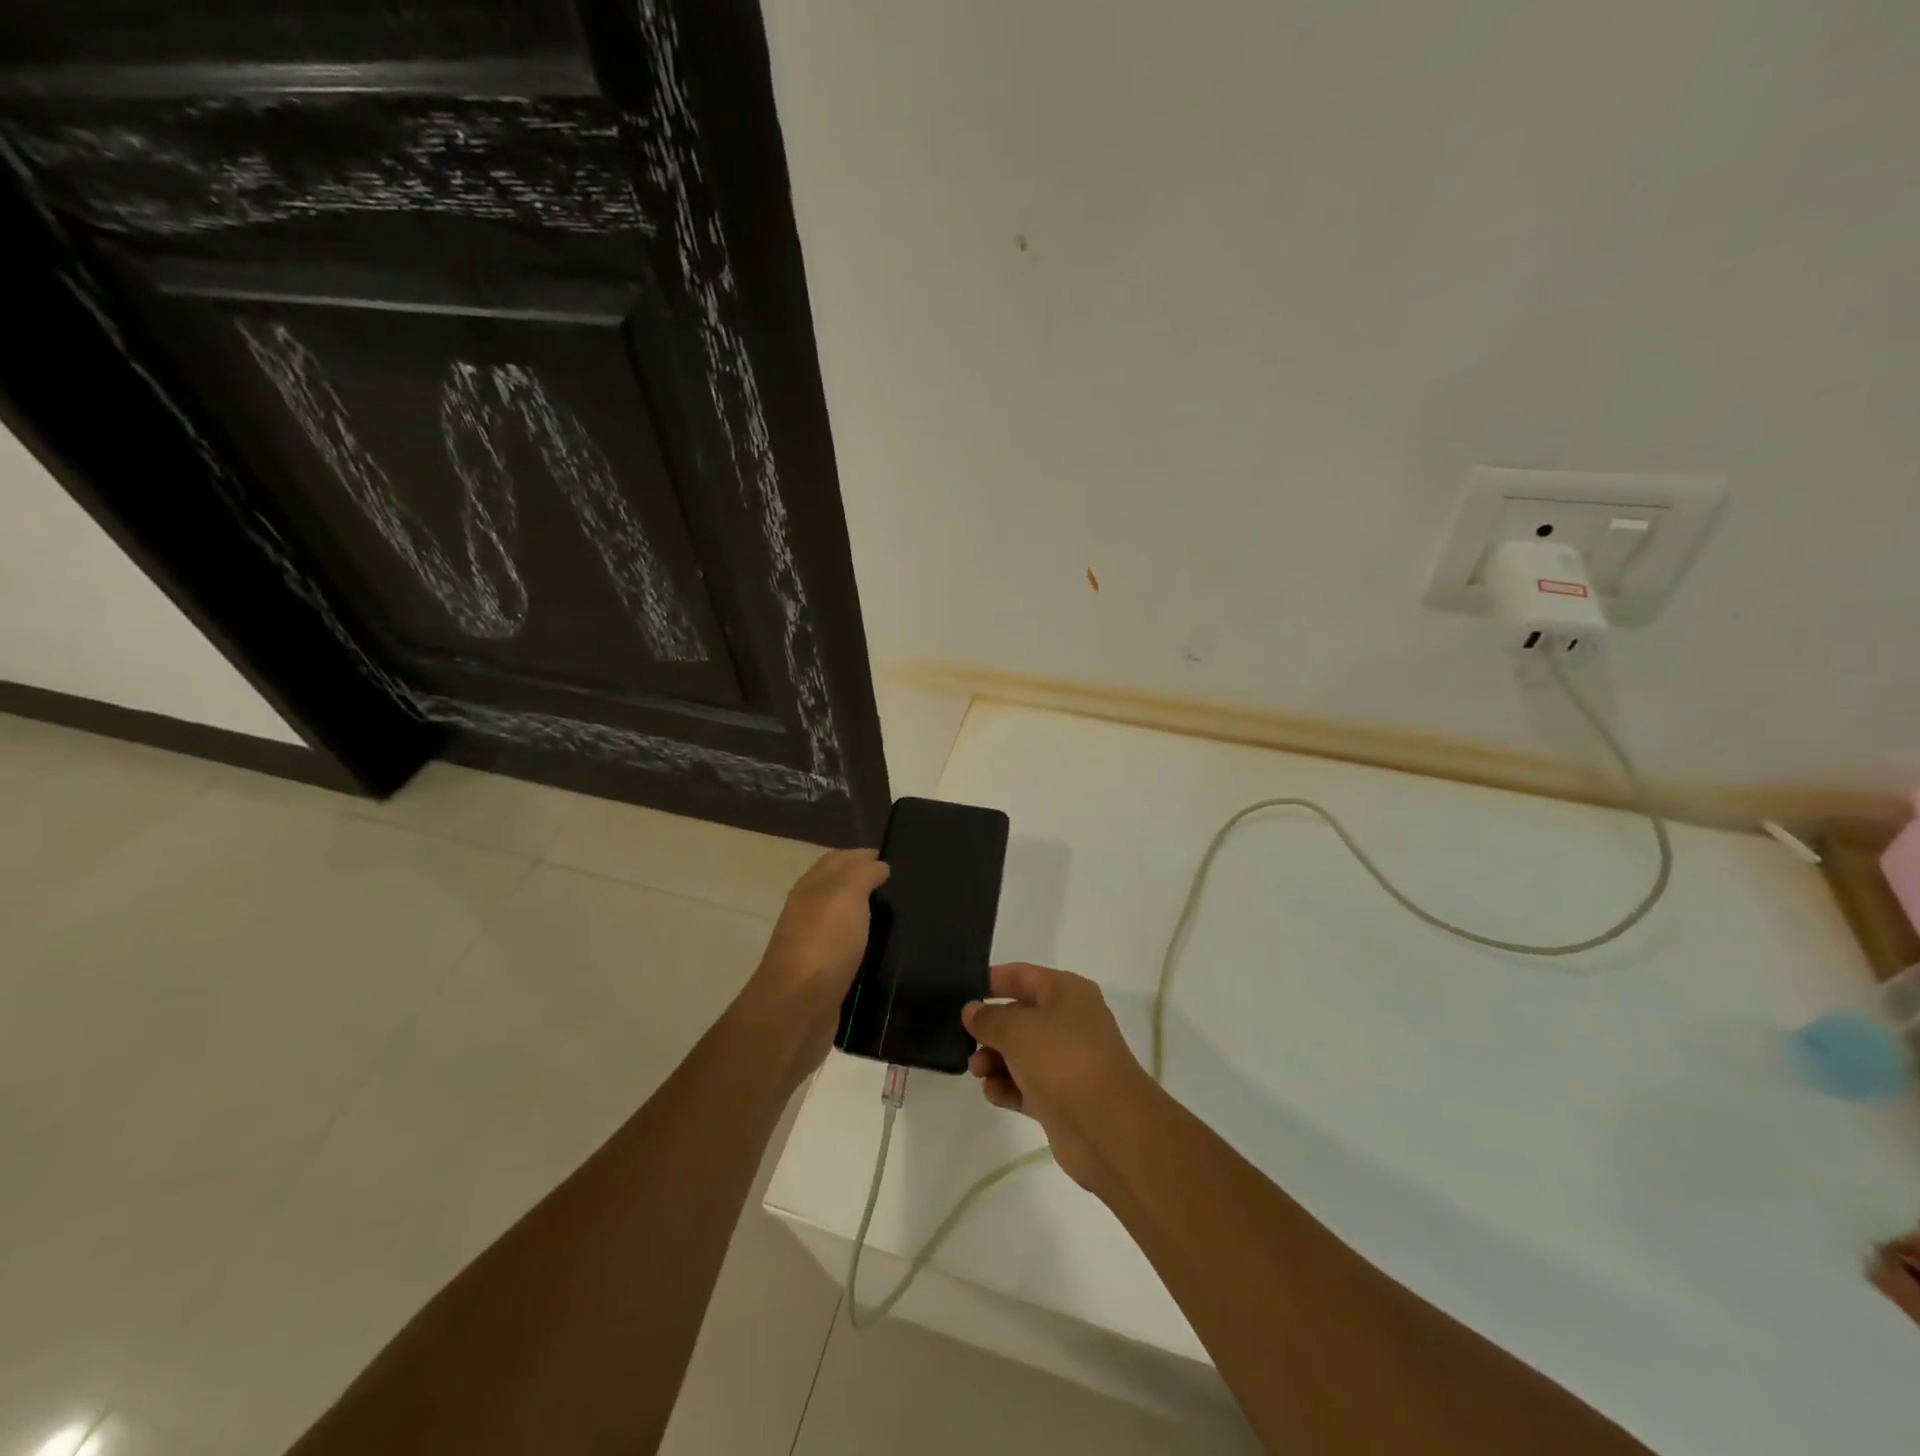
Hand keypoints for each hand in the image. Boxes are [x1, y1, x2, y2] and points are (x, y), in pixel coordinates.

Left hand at [750, 849, 888, 1082]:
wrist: (798, 1009)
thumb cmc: (823, 943)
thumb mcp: (845, 895)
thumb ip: (862, 875)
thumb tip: (878, 865)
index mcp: (811, 888)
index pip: (837, 860)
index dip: (863, 856)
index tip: (895, 860)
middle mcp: (809, 913)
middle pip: (839, 890)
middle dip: (867, 884)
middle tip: (904, 888)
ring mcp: (815, 946)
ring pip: (845, 921)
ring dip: (868, 916)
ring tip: (904, 918)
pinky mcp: (826, 976)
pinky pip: (850, 951)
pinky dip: (867, 946)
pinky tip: (888, 951)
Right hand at [962, 963, 1155, 1193]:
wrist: (1107, 1127)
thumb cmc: (1062, 1059)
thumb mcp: (1017, 1029)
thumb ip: (989, 1018)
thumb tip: (972, 1011)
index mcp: (1066, 992)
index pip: (1021, 975)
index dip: (992, 980)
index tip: (959, 991)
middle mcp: (1068, 1021)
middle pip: (1018, 1015)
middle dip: (989, 1027)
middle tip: (961, 1039)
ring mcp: (1065, 1061)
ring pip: (1019, 1053)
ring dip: (994, 1060)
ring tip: (977, 1070)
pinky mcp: (1060, 1098)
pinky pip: (1025, 1085)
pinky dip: (1007, 1087)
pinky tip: (993, 1093)